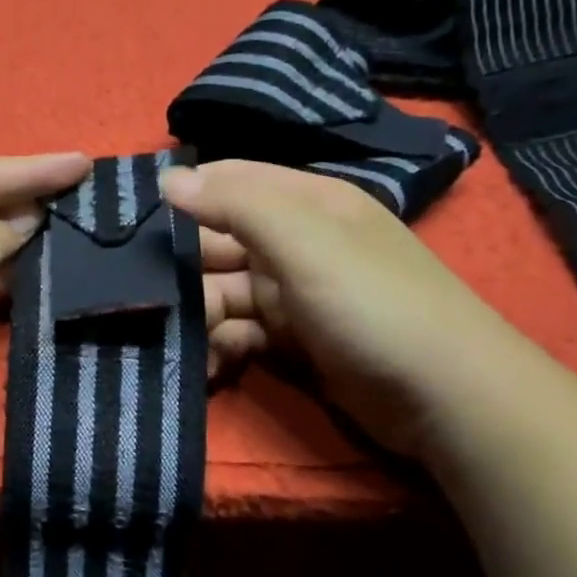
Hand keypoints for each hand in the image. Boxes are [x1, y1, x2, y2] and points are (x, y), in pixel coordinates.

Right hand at [169, 159, 533, 455]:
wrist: (445, 398)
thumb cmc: (372, 304)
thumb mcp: (305, 242)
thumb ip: (235, 205)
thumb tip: (168, 178)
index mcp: (307, 202)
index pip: (231, 181)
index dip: (185, 193)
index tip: (131, 221)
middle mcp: (298, 242)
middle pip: (220, 241)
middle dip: (184, 267)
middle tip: (147, 297)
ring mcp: (295, 294)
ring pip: (224, 292)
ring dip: (199, 314)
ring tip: (182, 338)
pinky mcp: (294, 340)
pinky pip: (241, 332)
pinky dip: (221, 346)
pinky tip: (210, 364)